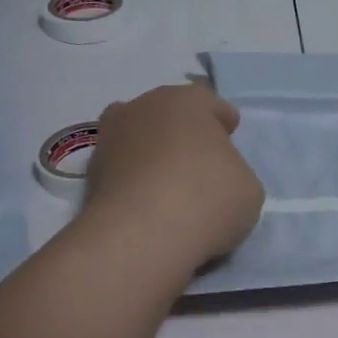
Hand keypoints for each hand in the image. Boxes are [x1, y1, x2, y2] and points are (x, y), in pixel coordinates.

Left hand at [83, 84, 264, 268]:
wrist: (141, 236)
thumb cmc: (207, 199)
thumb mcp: (248, 188)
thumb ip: (232, 171)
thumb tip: (216, 178)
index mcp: (187, 101)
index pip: (209, 102)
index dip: (222, 119)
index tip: (229, 134)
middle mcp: (143, 107)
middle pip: (168, 114)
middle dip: (183, 132)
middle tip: (198, 159)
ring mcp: (110, 138)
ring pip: (139, 139)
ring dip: (152, 154)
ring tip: (168, 184)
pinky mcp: (90, 175)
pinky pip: (122, 170)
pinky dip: (133, 180)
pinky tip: (147, 203)